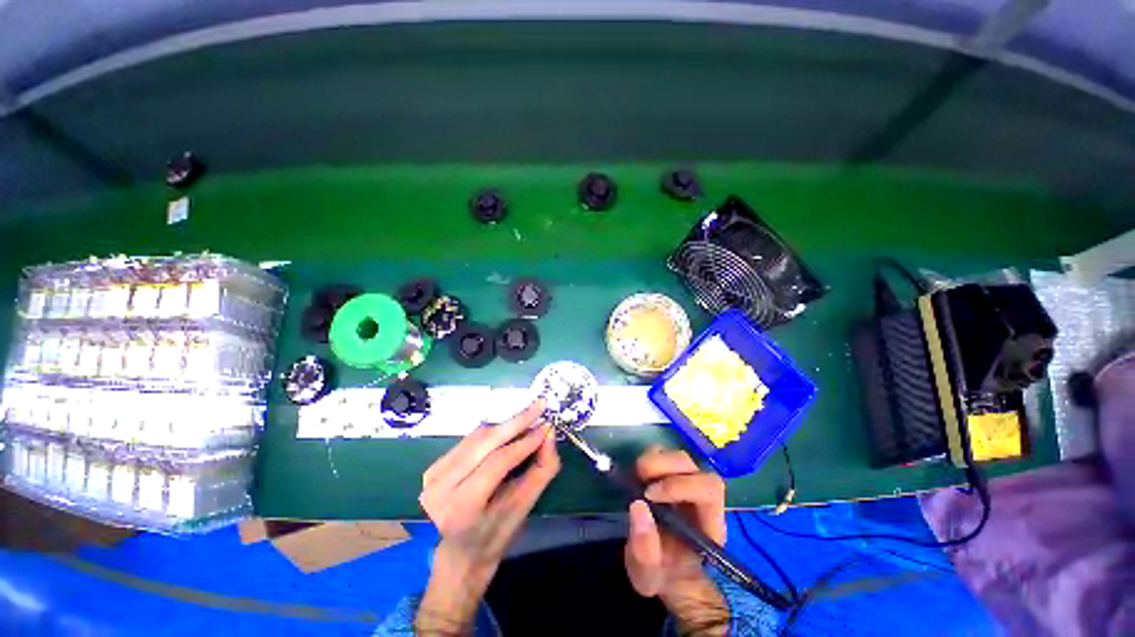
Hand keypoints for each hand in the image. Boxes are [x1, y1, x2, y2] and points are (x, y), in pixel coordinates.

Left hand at [416, 400, 560, 633]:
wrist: (462, 552)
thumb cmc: (497, 534)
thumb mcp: (525, 507)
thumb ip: (542, 469)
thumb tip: (550, 433)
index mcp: (460, 510)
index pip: (497, 463)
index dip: (524, 441)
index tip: (547, 425)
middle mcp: (439, 490)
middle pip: (484, 443)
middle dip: (516, 421)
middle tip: (539, 405)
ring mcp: (431, 477)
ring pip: (477, 436)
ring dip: (506, 424)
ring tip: (530, 417)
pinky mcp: (433, 467)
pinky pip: (470, 439)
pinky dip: (494, 431)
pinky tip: (510, 429)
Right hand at [625, 448, 729, 634]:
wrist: (666, 572)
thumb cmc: (663, 575)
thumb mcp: (648, 576)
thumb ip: (645, 550)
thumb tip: (637, 505)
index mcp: (708, 523)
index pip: (709, 488)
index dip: (680, 485)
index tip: (650, 496)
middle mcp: (701, 496)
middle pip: (692, 465)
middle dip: (663, 466)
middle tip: (640, 480)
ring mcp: (686, 482)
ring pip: (678, 456)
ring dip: (655, 459)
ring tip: (637, 476)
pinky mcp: (670, 475)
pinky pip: (664, 454)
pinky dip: (649, 458)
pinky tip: (638, 475)